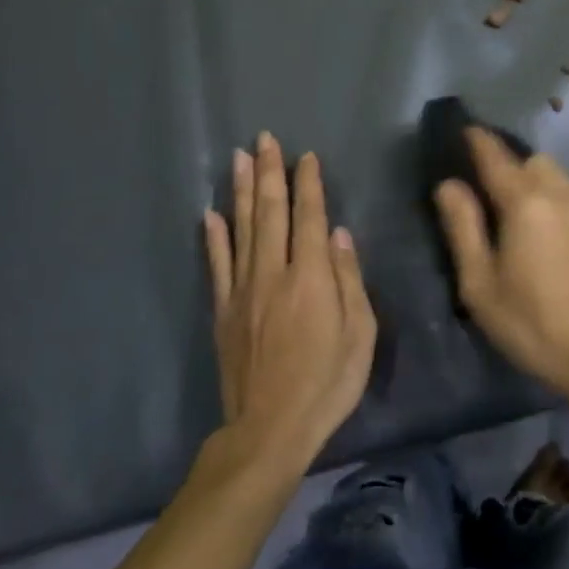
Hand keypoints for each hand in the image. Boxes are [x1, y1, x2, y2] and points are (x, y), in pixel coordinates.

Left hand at [204, 133, 375, 471]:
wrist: (269, 429)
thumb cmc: (327, 383)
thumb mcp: (360, 335)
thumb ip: (350, 279)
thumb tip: (340, 234)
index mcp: (311, 277)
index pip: (309, 217)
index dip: (308, 184)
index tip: (307, 156)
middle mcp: (273, 273)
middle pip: (270, 212)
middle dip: (269, 173)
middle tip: (265, 139)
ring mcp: (243, 290)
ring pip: (241, 229)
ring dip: (240, 191)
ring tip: (238, 158)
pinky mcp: (223, 310)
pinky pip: (217, 264)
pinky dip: (213, 237)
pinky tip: (209, 213)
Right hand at [433, 128, 568, 407]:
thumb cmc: (532, 325)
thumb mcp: (481, 285)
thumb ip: (463, 227)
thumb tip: (448, 184)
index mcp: (526, 203)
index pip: (496, 157)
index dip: (478, 141)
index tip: (467, 130)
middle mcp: (564, 191)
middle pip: (531, 162)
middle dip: (511, 169)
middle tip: (495, 198)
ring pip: (558, 176)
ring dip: (539, 185)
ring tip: (529, 220)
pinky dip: (563, 200)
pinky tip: (559, 234)